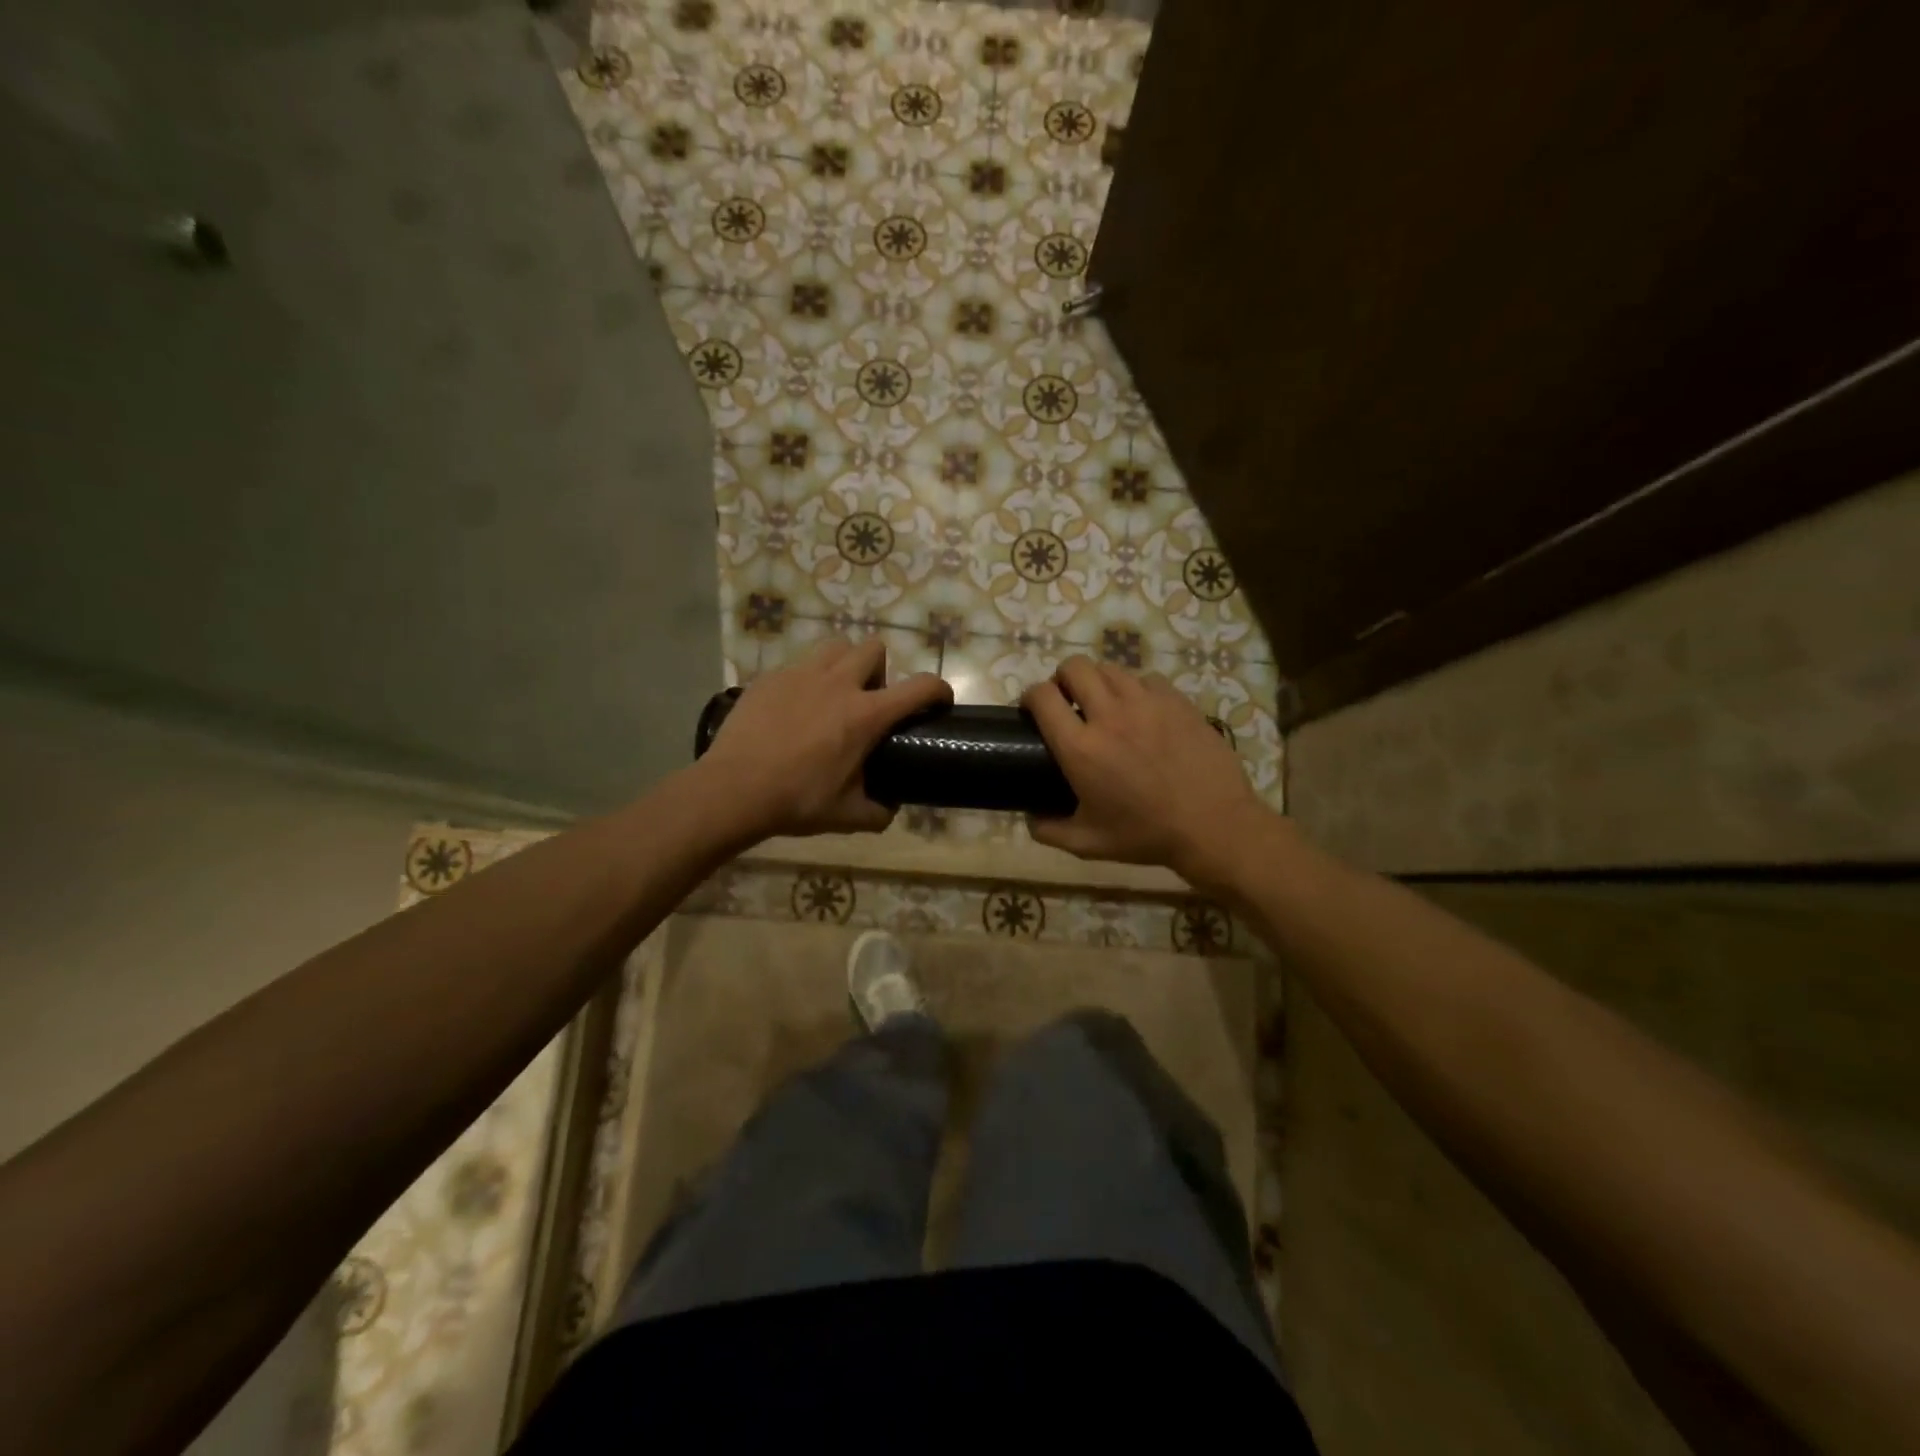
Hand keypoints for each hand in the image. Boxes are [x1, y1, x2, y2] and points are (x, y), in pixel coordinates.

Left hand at [700, 638, 951, 840]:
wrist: (733, 789)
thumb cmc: (796, 801)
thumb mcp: (846, 816)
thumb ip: (877, 812)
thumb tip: (889, 809)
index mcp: (865, 715)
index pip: (919, 687)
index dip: (938, 689)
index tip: (940, 701)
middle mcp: (838, 684)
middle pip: (874, 649)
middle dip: (880, 670)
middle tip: (869, 702)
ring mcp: (800, 675)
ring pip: (835, 647)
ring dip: (845, 665)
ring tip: (833, 695)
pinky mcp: (770, 678)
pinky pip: (799, 665)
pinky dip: (807, 680)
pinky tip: (794, 709)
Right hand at [1022, 657, 1269, 883]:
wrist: (1214, 826)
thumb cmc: (1146, 835)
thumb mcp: (1089, 844)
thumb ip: (1049, 831)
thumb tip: (1030, 818)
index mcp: (1081, 748)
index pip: (1042, 697)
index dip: (1030, 696)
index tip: (1032, 708)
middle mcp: (1109, 715)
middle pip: (1074, 667)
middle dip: (1062, 678)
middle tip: (1067, 700)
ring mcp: (1147, 703)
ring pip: (1110, 668)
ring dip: (1098, 681)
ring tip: (1104, 703)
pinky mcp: (1176, 701)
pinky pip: (1147, 679)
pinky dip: (1136, 689)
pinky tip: (1142, 711)